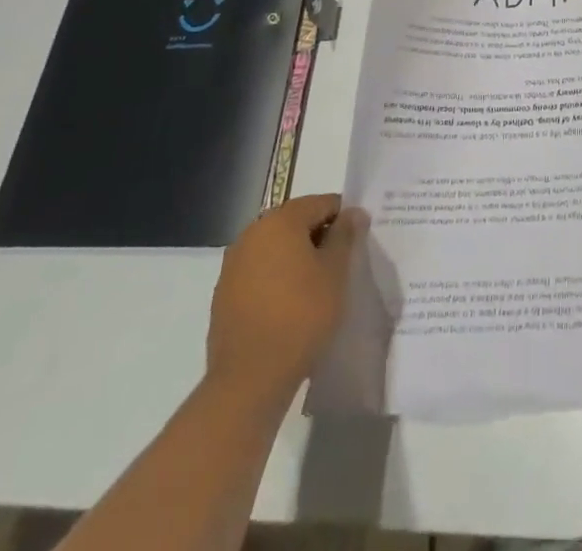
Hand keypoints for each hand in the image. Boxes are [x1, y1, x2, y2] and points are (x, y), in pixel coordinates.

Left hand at [206, 194, 364, 398]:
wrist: (249, 379)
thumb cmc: (301, 315)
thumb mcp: (336, 272)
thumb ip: (345, 235)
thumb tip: (352, 212)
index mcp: (280, 220)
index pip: (321, 203)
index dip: (343, 218)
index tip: (357, 240)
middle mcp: (252, 233)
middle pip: (295, 222)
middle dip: (319, 236)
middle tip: (340, 263)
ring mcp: (233, 264)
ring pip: (276, 248)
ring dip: (297, 258)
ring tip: (317, 285)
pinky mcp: (224, 294)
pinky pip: (259, 272)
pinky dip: (277, 278)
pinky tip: (290, 304)